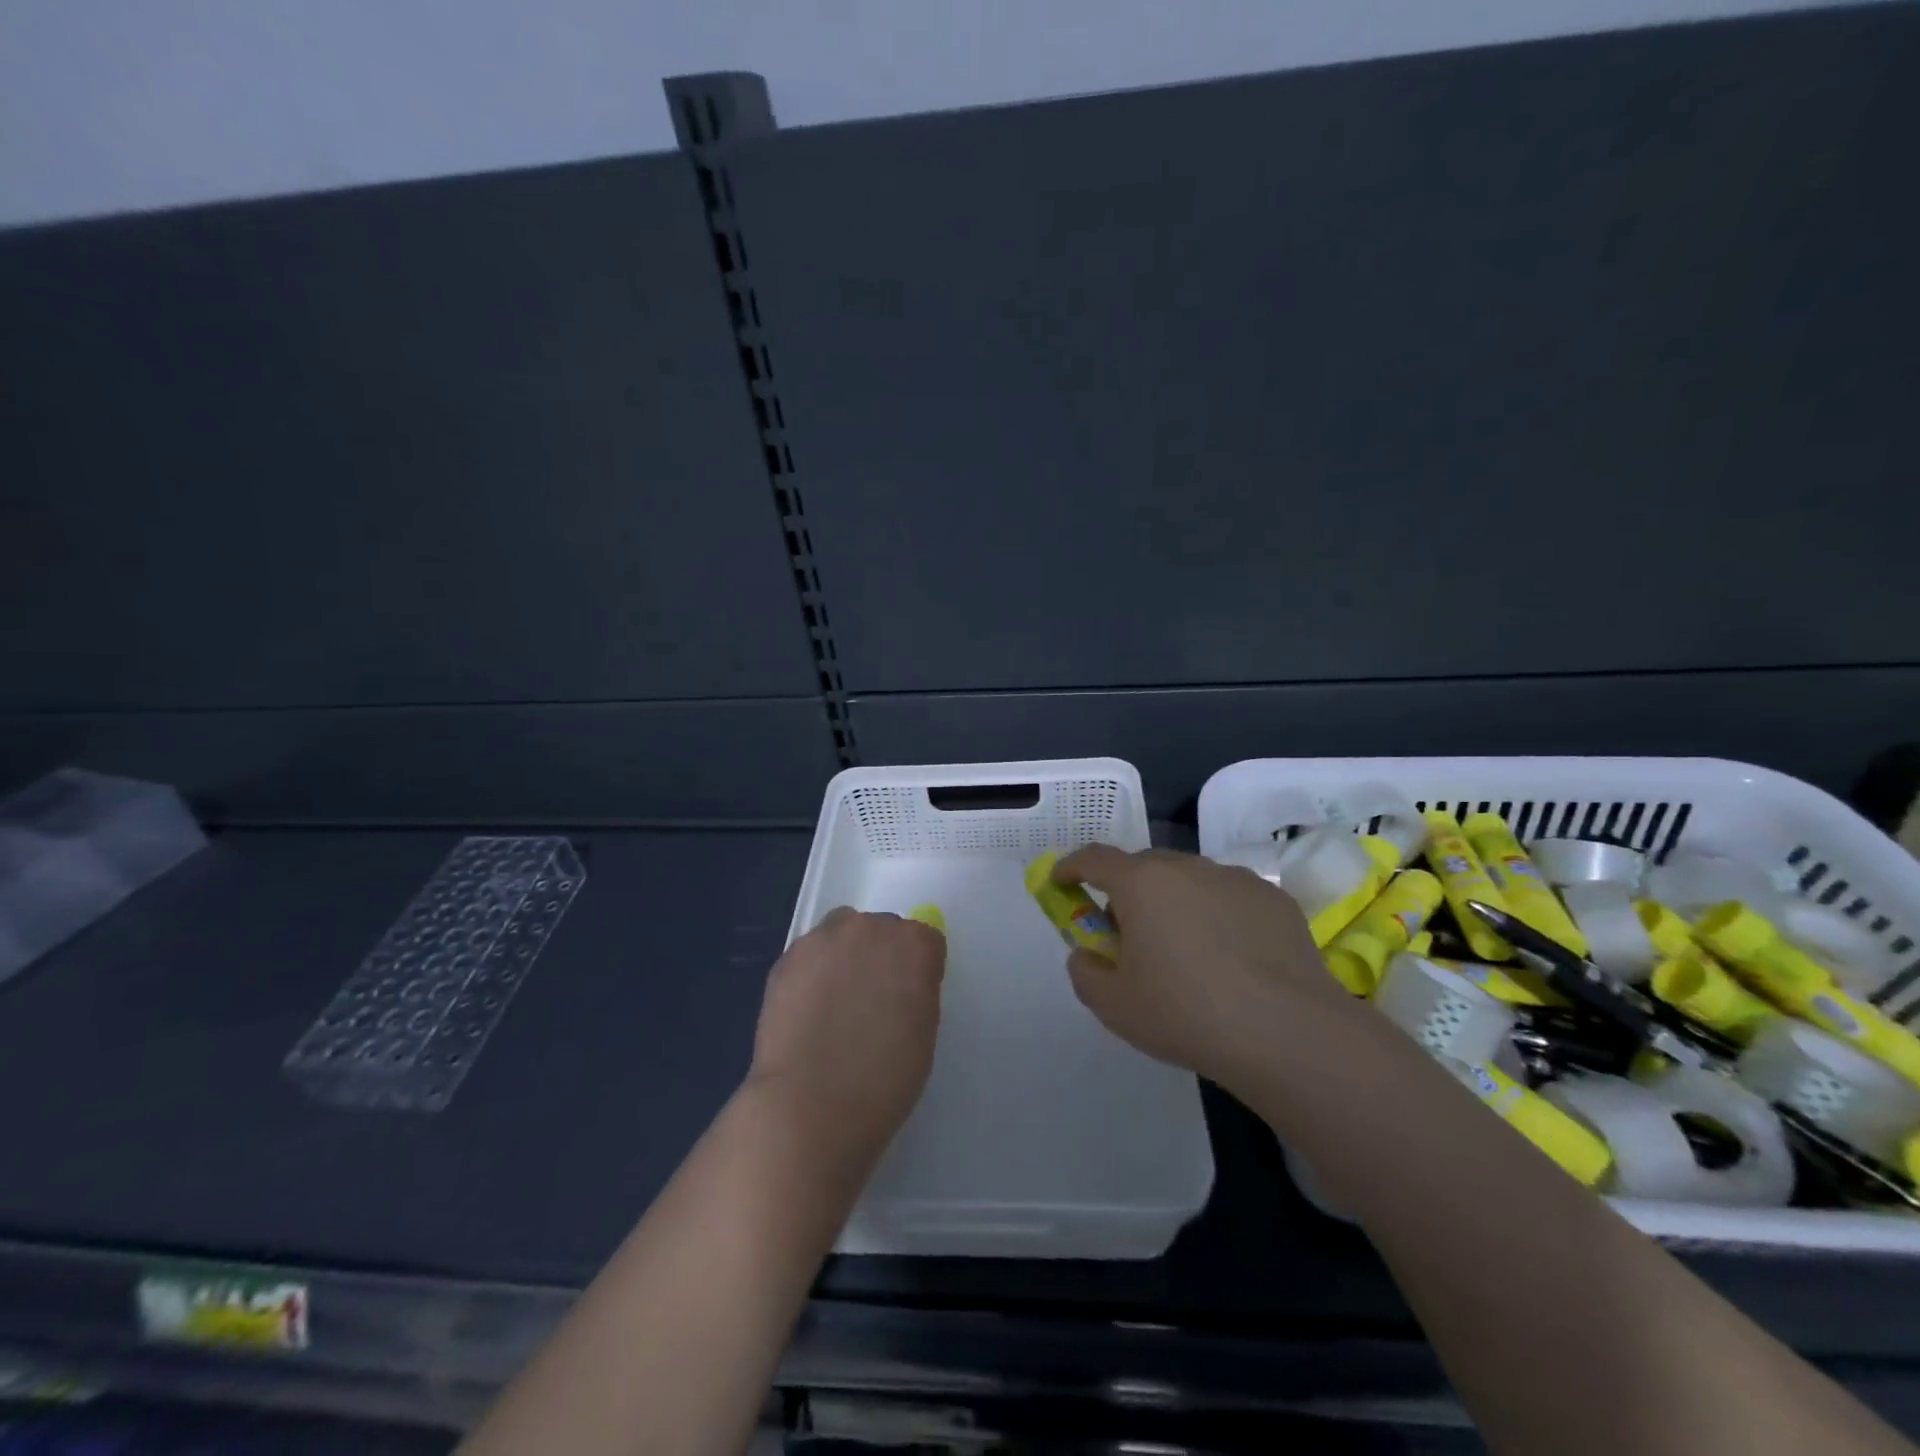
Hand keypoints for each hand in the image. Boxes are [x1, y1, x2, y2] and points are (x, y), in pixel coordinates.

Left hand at [747, 907, 945, 1166]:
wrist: (810, 1105)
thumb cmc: (882, 1080)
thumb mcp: (923, 1031)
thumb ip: (916, 990)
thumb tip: (899, 983)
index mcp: (914, 945)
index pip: (924, 941)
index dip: (917, 971)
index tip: (908, 999)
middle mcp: (870, 928)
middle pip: (880, 930)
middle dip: (878, 957)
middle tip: (869, 1001)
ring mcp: (823, 939)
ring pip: (840, 935)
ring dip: (843, 957)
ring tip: (833, 1005)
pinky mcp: (786, 957)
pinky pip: (809, 955)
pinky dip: (811, 973)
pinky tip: (807, 1012)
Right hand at [1052, 845, 1357, 1095]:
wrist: (1288, 1033)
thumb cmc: (1186, 1014)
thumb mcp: (1114, 1006)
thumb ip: (1085, 973)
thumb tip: (1087, 954)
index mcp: (1142, 884)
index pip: (1094, 858)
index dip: (1071, 867)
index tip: (1061, 881)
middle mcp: (1187, 867)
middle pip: (1144, 867)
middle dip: (1127, 891)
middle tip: (1129, 933)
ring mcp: (1235, 879)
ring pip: (1190, 880)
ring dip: (1174, 901)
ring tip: (1186, 950)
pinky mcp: (1274, 899)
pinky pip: (1229, 897)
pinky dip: (1217, 914)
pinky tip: (1232, 958)